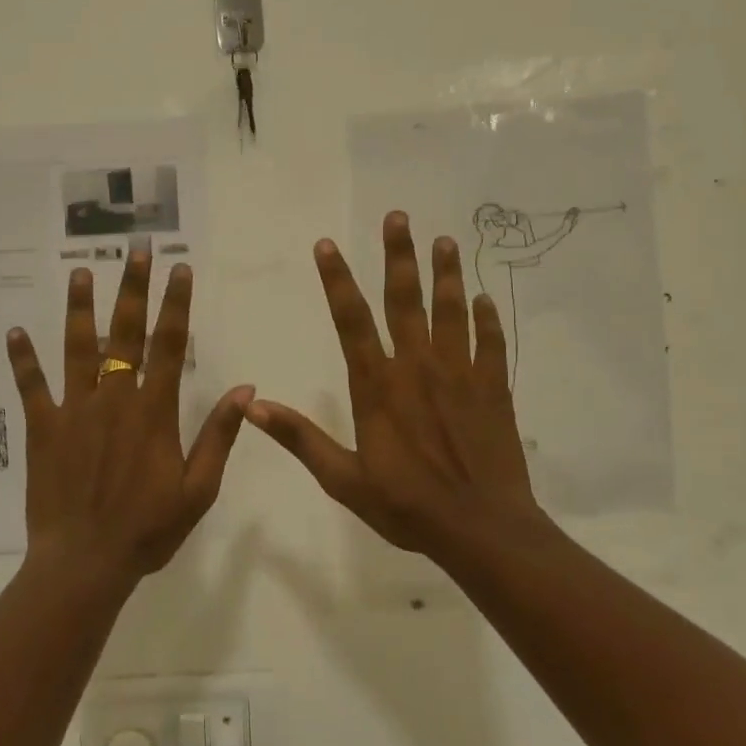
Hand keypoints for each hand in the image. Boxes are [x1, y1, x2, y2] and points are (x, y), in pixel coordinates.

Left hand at [6, 251, 252, 584]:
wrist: (86, 562)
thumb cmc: (148, 529)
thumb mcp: (199, 489)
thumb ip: (219, 435)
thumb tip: (244, 387)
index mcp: (153, 411)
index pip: (170, 345)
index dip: (176, 303)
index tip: (179, 268)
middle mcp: (114, 399)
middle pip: (125, 333)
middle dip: (132, 288)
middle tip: (135, 250)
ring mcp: (74, 410)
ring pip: (77, 348)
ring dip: (80, 309)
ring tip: (81, 272)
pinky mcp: (43, 428)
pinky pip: (31, 387)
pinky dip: (23, 360)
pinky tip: (14, 332)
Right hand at [246, 211, 550, 559]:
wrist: (481, 528)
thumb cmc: (407, 506)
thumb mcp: (343, 479)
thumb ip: (300, 438)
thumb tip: (253, 406)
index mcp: (377, 386)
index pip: (351, 320)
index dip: (337, 280)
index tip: (326, 245)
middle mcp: (417, 367)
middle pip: (404, 300)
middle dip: (398, 256)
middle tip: (398, 217)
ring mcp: (460, 374)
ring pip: (451, 311)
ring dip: (446, 274)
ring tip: (444, 241)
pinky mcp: (493, 388)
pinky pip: (491, 343)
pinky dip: (487, 318)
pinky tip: (484, 298)